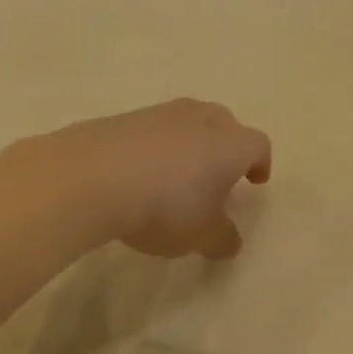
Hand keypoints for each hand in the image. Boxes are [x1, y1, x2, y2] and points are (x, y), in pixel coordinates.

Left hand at [40, 100, 271, 259]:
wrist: (92, 176)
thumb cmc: (165, 206)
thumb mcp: (201, 235)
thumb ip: (222, 238)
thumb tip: (230, 240)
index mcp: (231, 143)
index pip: (258, 145)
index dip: (259, 163)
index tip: (254, 181)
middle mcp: (202, 119)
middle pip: (225, 126)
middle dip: (225, 149)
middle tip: (216, 177)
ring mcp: (162, 113)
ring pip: (187, 125)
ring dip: (188, 147)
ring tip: (175, 178)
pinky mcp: (125, 117)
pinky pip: (152, 131)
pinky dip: (154, 148)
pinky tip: (139, 175)